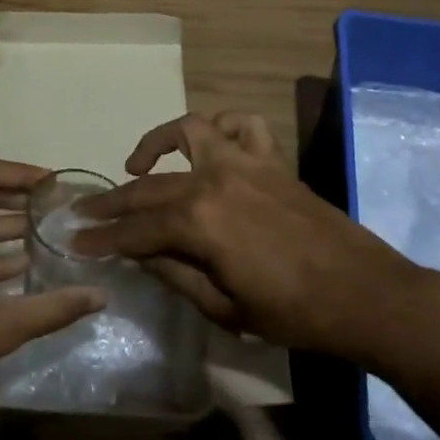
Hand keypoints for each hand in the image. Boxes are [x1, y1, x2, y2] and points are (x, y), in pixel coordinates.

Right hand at [73, 113, 417, 362]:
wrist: (365, 294)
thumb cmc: (293, 313)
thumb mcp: (224, 309)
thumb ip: (175, 274)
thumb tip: (139, 254)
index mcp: (199, 222)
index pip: (136, 229)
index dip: (103, 238)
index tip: (74, 242)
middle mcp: (214, 179)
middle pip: (151, 186)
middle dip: (114, 201)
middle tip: (86, 212)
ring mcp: (244, 163)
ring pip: (189, 132)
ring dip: (158, 142)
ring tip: (139, 164)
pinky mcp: (271, 160)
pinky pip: (243, 126)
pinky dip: (222, 128)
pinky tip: (211, 145)